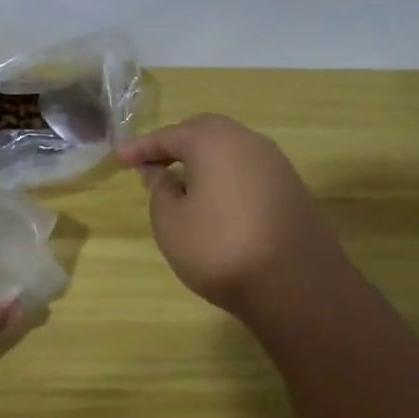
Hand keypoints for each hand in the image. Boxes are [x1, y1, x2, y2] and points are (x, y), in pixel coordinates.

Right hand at [118, 114, 349, 317]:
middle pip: (204, 131)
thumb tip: (161, 172)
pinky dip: (227, 174)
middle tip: (153, 163)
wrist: (297, 286)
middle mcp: (247, 141)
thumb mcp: (171, 223)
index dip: (142, 147)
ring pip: (230, 148)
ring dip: (204, 158)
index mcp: (213, 141)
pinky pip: (248, 168)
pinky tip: (217, 199)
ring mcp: (275, 163)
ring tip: (183, 181)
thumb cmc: (221, 249)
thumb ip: (160, 191)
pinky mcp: (291, 187)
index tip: (121, 157)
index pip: (169, 135)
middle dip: (176, 143)